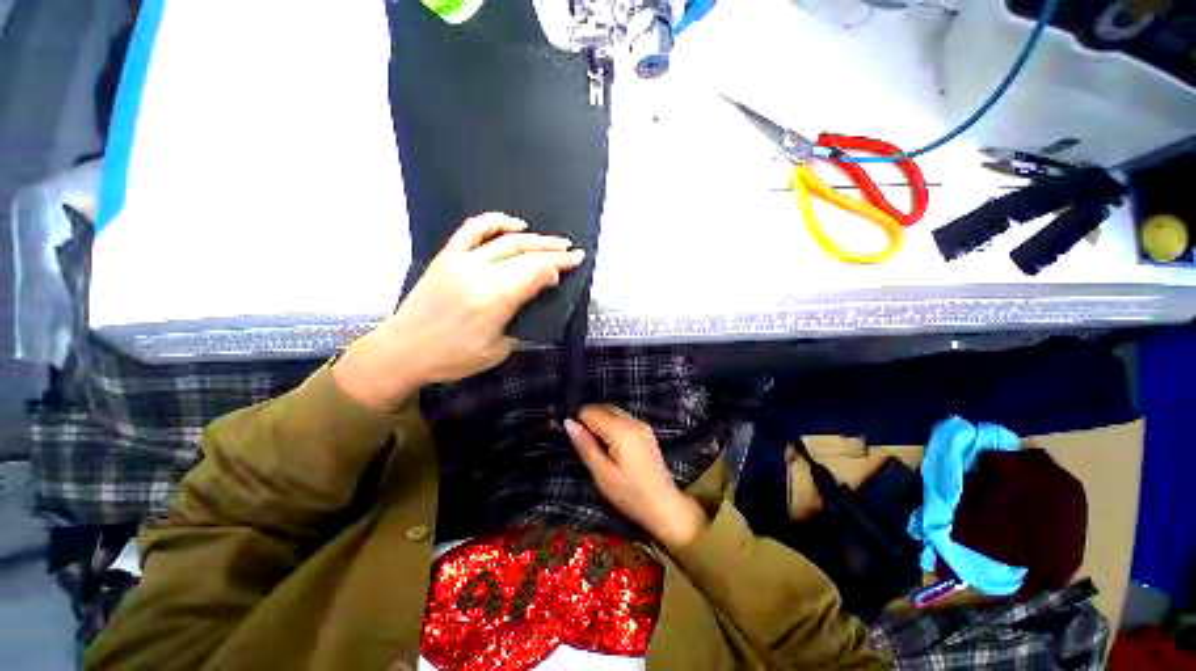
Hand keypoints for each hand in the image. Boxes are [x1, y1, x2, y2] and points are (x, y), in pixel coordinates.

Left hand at [334, 213, 584, 410]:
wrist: (403, 350)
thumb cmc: (453, 358)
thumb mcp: (498, 350)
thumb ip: (521, 321)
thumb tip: (537, 299)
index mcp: (494, 299)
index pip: (536, 272)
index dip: (559, 266)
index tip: (575, 264)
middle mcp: (479, 273)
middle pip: (525, 254)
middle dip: (554, 251)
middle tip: (573, 251)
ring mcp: (461, 260)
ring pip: (506, 240)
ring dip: (535, 238)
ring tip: (555, 240)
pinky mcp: (447, 256)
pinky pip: (473, 229)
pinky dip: (496, 222)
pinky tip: (515, 223)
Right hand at [565, 405, 707, 548]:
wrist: (665, 506)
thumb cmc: (630, 494)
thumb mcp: (602, 474)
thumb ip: (585, 445)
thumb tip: (568, 422)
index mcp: (621, 430)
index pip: (591, 411)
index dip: (577, 419)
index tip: (569, 433)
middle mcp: (633, 421)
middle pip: (604, 407)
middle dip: (588, 417)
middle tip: (579, 439)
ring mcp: (642, 424)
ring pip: (613, 411)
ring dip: (600, 420)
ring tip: (593, 443)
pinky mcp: (646, 431)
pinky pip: (623, 418)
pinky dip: (611, 424)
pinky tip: (608, 443)